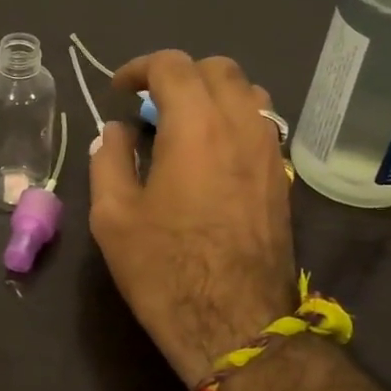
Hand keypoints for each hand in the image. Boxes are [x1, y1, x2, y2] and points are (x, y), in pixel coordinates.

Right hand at [88, 51, 295, 390]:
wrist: (235, 324)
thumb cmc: (165, 268)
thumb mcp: (113, 215)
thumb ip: (109, 160)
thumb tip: (117, 132)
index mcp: (195, 126)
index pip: (172, 66)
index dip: (139, 68)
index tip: (119, 92)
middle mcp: (240, 126)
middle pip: (217, 69)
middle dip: (178, 75)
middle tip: (149, 104)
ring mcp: (269, 151)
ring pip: (248, 92)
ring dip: (212, 93)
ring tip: (183, 123)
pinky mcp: (281, 178)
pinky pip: (262, 124)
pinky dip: (234, 119)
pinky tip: (211, 153)